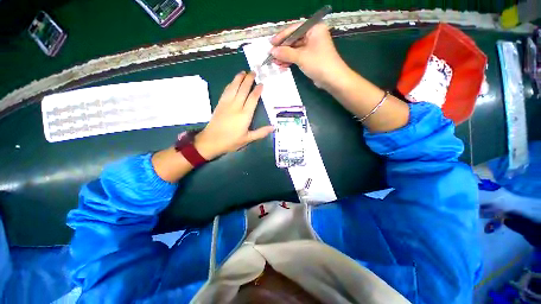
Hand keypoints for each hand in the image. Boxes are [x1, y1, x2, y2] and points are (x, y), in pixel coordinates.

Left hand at [194, 71, 273, 159]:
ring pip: (233, 87)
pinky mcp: (219, 104)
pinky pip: (226, 91)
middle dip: (248, 79)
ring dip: (238, 78)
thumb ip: (261, 132)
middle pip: (243, 89)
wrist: (211, 141)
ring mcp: (226, 104)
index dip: (257, 90)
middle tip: (253, 71)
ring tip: (243, 72)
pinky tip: (232, 82)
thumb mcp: (248, 139)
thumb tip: (273, 127)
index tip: (261, 83)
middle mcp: (236, 106)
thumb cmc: (231, 141)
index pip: (253, 99)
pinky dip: (230, 85)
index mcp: (244, 115)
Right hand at [270, 23, 348, 88]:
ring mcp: (312, 47)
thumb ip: (286, 53)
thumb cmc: (318, 63)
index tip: (271, 44)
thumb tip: (272, 51)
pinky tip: (282, 65)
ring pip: (295, 49)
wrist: (332, 79)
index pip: (294, 29)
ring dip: (285, 56)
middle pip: (294, 39)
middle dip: (282, 49)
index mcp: (314, 28)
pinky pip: (298, 56)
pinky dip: (290, 60)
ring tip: (275, 62)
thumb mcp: (301, 57)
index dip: (282, 37)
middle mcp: (313, 35)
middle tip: (271, 55)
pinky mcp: (311, 57)